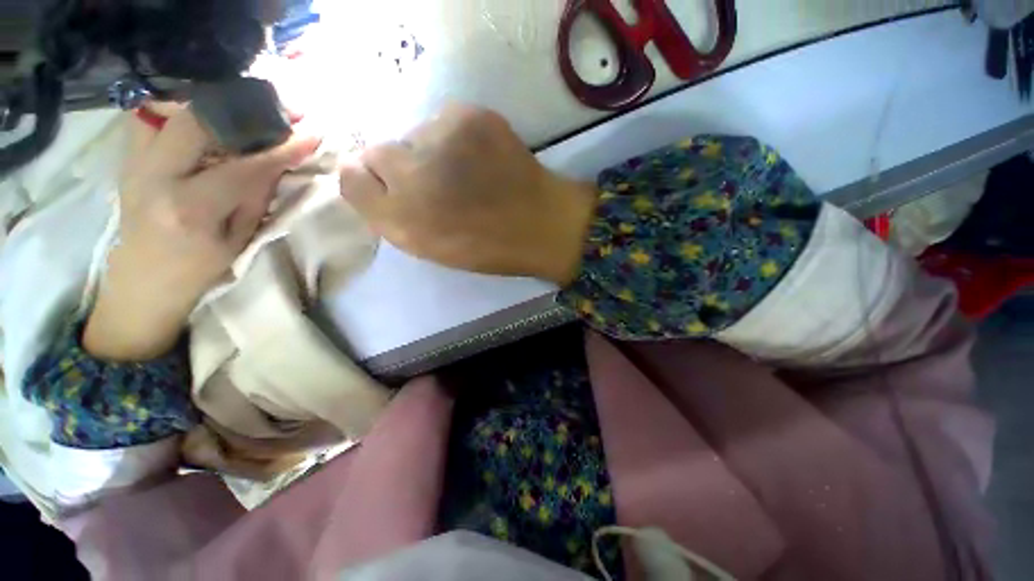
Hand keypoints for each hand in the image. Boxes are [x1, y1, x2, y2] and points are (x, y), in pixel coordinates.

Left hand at [83, 110, 320, 360]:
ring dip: (219, 105)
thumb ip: (256, 194)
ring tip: (254, 111)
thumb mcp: (239, 238)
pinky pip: (158, 117)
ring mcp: (134, 161)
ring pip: (174, 109)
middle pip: (198, 120)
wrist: (143, 280)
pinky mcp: (129, 155)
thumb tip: (280, 159)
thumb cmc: (199, 268)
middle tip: (284, 110)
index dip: (282, 148)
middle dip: (247, 109)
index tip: (313, 135)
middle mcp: (154, 176)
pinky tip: (217, 119)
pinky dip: (190, 110)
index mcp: (189, 209)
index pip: (244, 166)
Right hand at [339, 104, 597, 284]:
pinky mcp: (468, 116)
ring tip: (466, 173)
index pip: (351, 179)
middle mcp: (410, 176)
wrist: (542, 225)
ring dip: (430, 152)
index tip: (389, 189)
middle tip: (435, 182)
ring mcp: (439, 140)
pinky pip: (443, 120)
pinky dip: (455, 137)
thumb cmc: (489, 247)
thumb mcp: (432, 247)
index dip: (369, 182)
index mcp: (402, 221)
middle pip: (376, 152)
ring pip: (414, 135)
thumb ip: (394, 217)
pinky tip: (481, 157)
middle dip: (399, 168)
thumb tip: (372, 182)